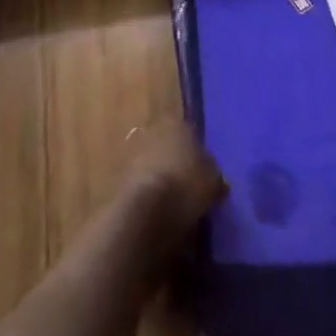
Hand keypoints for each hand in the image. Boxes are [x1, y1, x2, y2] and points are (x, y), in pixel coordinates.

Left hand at [123, 120, 227, 239]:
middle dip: (176, 163)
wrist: (146, 209)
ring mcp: (134, 150)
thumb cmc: (186, 186)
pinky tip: (156, 211)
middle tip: (187, 187)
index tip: (203, 174)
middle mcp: (154, 129)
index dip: (197, 154)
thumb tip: (216, 180)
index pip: (190, 133)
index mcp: (178, 123)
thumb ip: (214, 176)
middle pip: (169, 146)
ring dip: (160, 177)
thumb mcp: (213, 182)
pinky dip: (147, 192)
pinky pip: (140, 182)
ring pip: (153, 162)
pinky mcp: (120, 174)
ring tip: (172, 203)